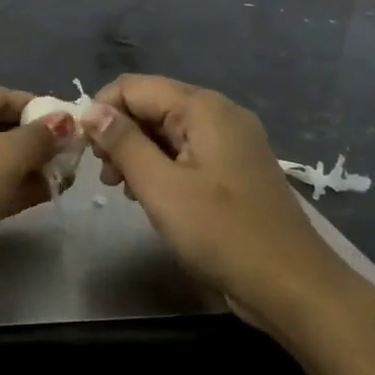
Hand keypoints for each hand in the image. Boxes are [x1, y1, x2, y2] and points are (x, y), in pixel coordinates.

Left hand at [0, 80, 75, 297]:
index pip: (1, 95)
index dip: (41, 111)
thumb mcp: (3, 158)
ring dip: (23, 168)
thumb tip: (65, 121)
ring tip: (65, 179)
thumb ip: (38, 138)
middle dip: (34, 143)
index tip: (76, 129)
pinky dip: (4, 188)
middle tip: (73, 159)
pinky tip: (41, 196)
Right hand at [83, 75, 345, 325]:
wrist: (292, 287)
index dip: (101, 111)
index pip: (134, 87)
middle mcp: (220, 112)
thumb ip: (124, 144)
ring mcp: (232, 140)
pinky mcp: (235, 167)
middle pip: (152, 104)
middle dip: (119, 133)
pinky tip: (150, 195)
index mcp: (203, 107)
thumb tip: (92, 112)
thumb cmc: (223, 234)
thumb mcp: (162, 188)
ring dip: (137, 152)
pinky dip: (161, 166)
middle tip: (103, 176)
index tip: (82, 150)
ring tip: (120, 189)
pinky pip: (186, 151)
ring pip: (167, 129)